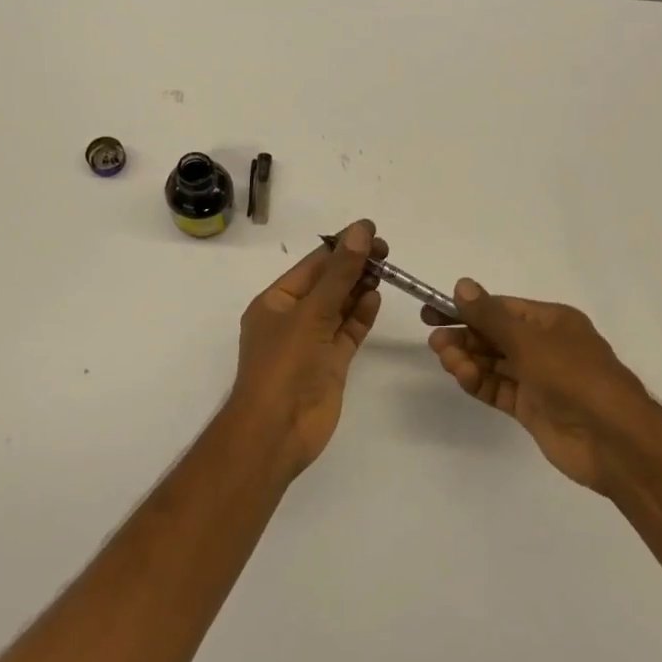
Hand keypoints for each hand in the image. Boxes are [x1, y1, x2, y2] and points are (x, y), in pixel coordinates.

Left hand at [229, 220, 385, 475]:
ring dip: (359, 288)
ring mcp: (312, 342)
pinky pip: (348, 331)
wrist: (278, 430)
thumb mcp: (312, 312)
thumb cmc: (285, 364)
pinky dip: (362, 315)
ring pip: (340, 307)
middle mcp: (292, 319)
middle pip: (327, 284)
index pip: (311, 265)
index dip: (340, 246)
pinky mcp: (330, 363)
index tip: (371, 232)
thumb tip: (361, 230)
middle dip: (353, 266)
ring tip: (385, 269)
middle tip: (386, 251)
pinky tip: (376, 297)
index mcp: (275, 302)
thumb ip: (340, 273)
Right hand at [423, 281, 661, 495]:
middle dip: (465, 337)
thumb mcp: (529, 341)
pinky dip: (479, 382)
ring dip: (468, 359)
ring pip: (494, 363)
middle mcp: (545, 346)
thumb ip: (490, 316)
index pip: (501, 309)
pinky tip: (463, 377)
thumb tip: (462, 285)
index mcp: (552, 322)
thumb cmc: (574, 376)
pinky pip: (498, 389)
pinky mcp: (531, 408)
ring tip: (446, 360)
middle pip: (495, 336)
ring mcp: (538, 379)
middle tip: (435, 341)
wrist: (613, 440)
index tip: (434, 312)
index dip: (467, 309)